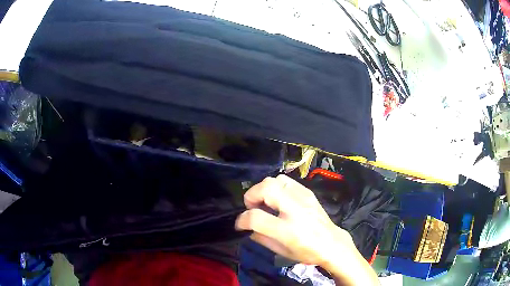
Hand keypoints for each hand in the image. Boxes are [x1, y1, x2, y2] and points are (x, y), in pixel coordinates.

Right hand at [235, 175, 378, 285]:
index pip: (256, 217)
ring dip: (263, 190)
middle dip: (251, 196)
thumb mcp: (281, 251)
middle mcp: (295, 210)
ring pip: (275, 180)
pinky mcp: (308, 192)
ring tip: (265, 202)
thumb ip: (260, 238)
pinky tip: (278, 199)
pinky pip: (286, 180)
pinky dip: (276, 187)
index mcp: (288, 230)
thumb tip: (248, 226)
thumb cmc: (306, 252)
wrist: (332, 243)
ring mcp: (303, 198)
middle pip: (266, 188)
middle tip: (252, 207)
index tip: (240, 224)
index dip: (242, 220)